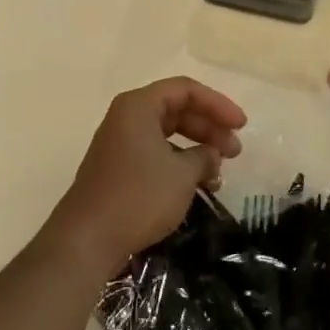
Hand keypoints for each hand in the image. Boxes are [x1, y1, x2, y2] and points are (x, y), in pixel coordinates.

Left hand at [47, 77, 246, 276]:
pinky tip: (198, 184)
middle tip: (235, 151)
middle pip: (176, 109)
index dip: (218, 104)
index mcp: (139, 105)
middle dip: (209, 127)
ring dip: (196, 147)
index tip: (241, 125)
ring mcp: (120, 142)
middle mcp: (127, 117)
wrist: (87, 239)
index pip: (186, 90)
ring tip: (220, 171)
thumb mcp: (182, 175)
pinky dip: (179, 162)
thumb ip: (204, 157)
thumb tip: (210, 155)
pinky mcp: (118, 167)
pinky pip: (156, 153)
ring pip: (167, 133)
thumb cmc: (138, 196)